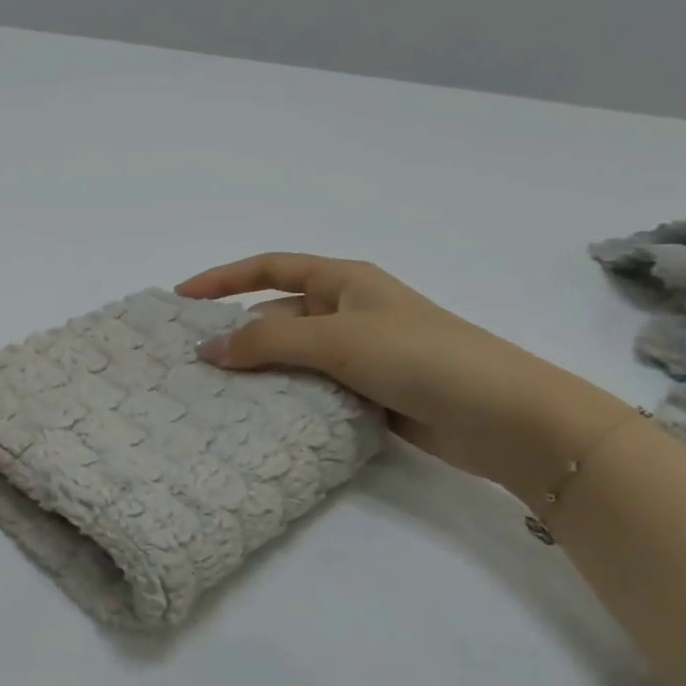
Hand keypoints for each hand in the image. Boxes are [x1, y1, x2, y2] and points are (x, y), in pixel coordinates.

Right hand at [178, 254, 633, 503]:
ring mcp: (359, 353)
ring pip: (292, 355)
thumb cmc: (421, 357)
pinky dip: (285, 396)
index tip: (181, 298)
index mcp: (344, 281)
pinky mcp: (368, 391)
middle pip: (277, 313)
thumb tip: (207, 349)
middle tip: (191, 356)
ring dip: (259, 368)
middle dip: (236, 331)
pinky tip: (258, 415)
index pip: (269, 268)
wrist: (504, 417)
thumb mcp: (337, 340)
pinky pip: (311, 386)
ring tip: (214, 391)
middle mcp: (348, 311)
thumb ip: (268, 343)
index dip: (224, 278)